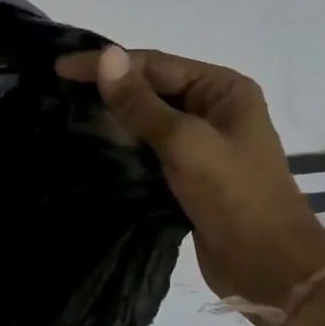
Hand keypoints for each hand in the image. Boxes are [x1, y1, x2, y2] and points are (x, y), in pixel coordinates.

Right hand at [56, 45, 324, 309]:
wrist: (268, 269)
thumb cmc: (234, 196)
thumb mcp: (185, 143)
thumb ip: (141, 102)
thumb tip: (106, 56)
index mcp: (222, 89)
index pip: (154, 64)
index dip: (106, 64)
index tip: (59, 69)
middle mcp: (213, 108)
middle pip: (150, 88)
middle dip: (108, 90)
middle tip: (56, 92)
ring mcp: (201, 142)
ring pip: (147, 120)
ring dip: (112, 119)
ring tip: (65, 116)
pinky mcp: (188, 173)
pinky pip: (148, 149)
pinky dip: (122, 146)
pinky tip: (92, 147)